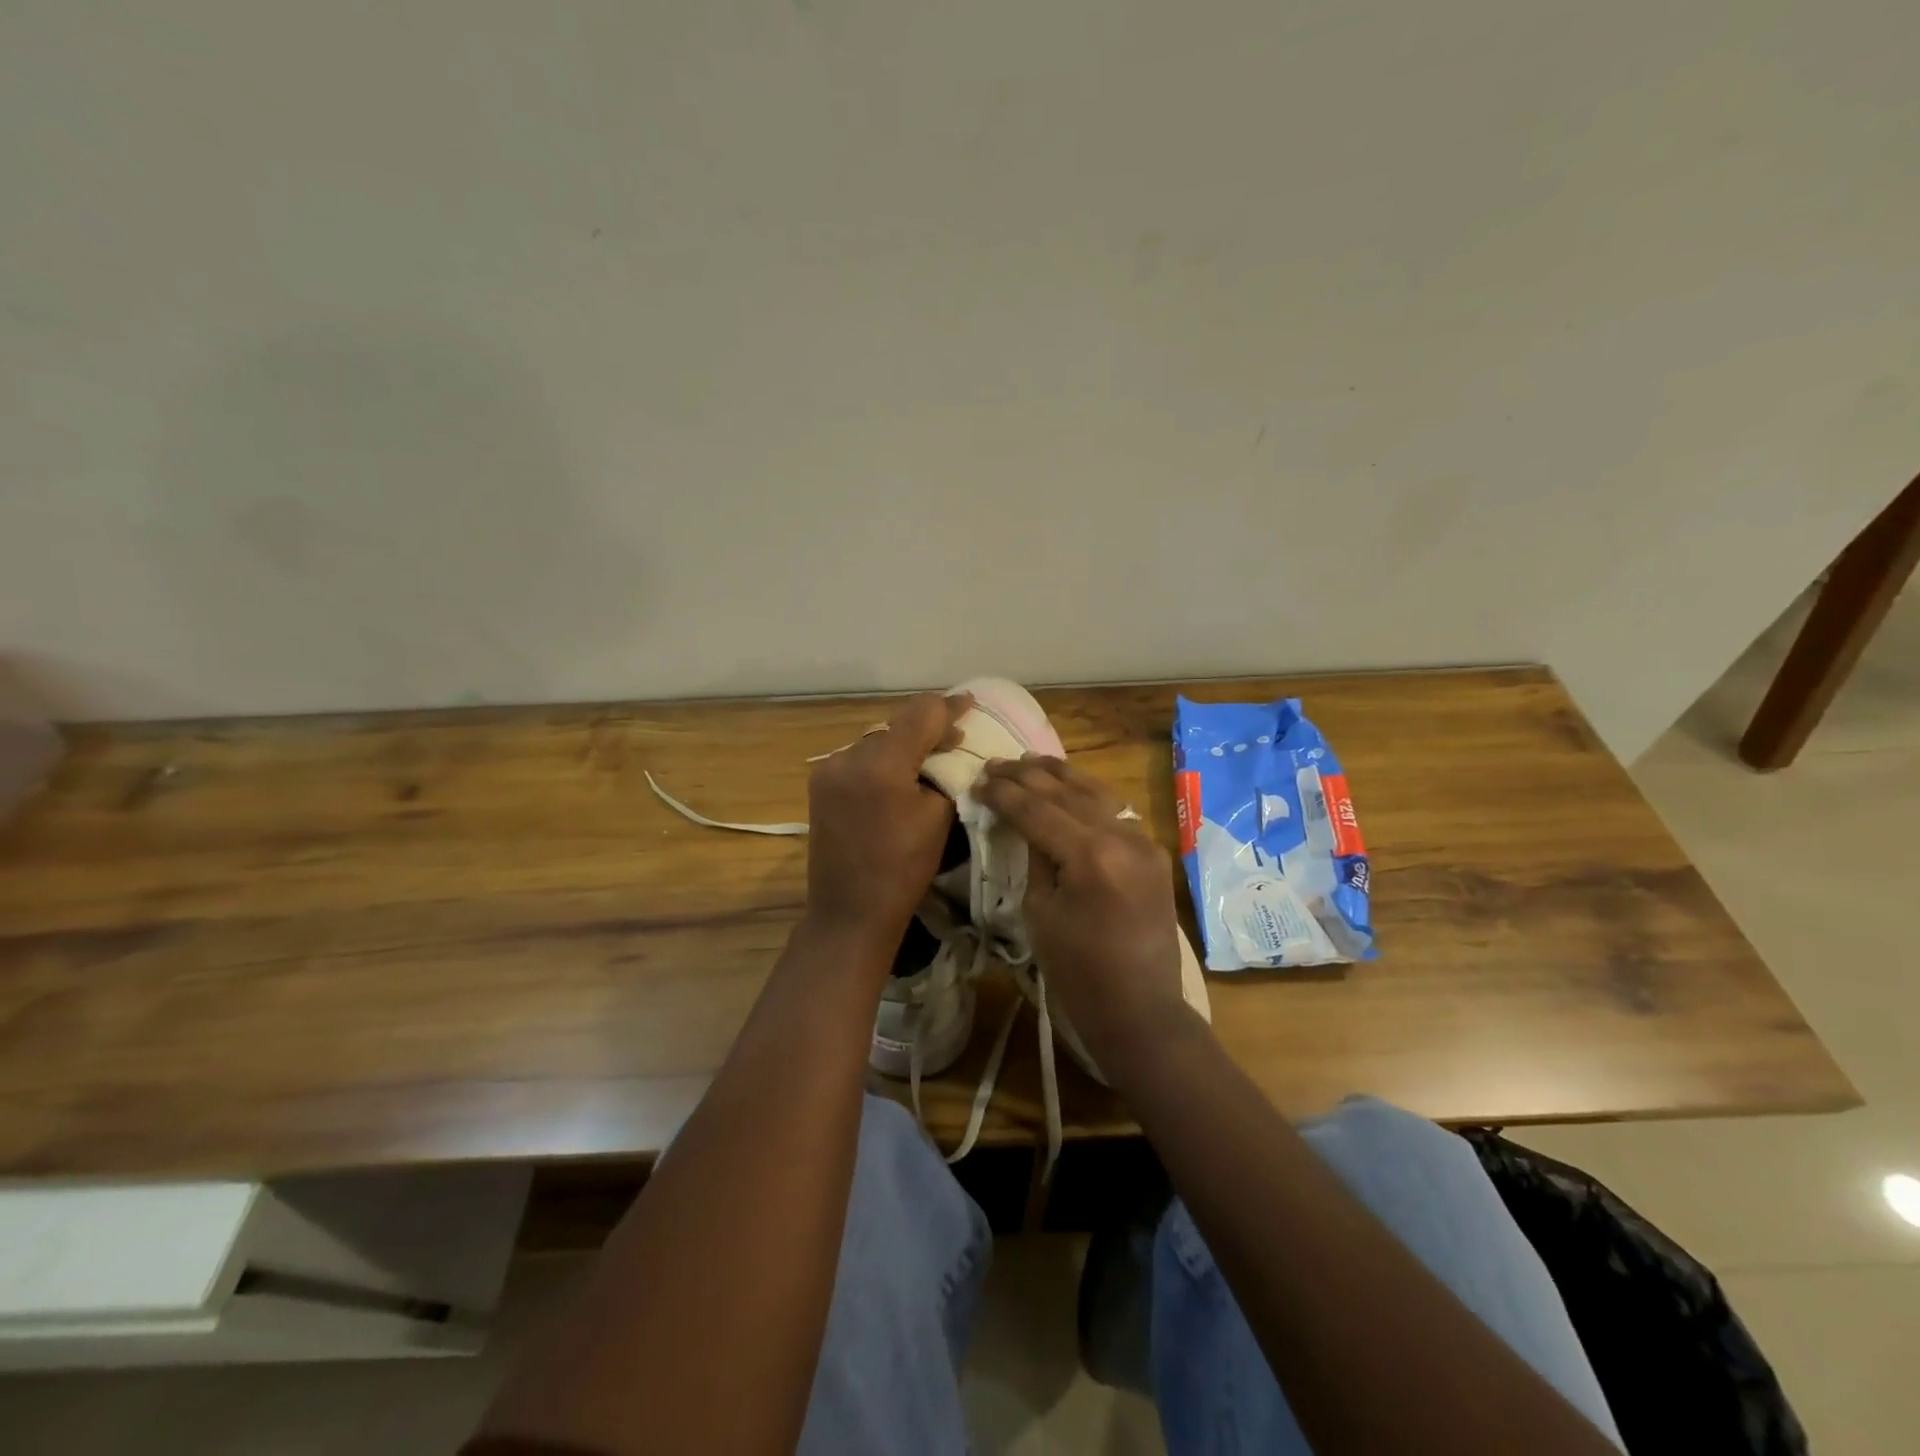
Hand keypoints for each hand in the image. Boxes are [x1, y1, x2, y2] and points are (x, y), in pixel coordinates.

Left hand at [802, 692, 968, 962]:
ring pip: (878, 739)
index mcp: (881, 764)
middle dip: (928, 727)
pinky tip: (899, 773)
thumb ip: (946, 771)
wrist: (850, 911)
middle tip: (957, 737)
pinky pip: (860, 757)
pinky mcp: (820, 783)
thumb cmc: (904, 869)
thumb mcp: (938, 816)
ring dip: (904, 743)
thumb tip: (951, 747)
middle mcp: (849, 756)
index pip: (922, 714)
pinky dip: (883, 759)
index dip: (950, 707)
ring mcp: (829, 768)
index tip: (971, 704)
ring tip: (929, 757)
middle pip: (897, 724)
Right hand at [975, 757, 1191, 1070]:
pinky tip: (1066, 786)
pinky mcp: (1152, 852)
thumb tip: (1025, 823)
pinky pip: (1114, 812)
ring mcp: (1143, 841)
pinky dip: (1086, 795)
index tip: (978, 780)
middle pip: (1066, 792)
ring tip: (1028, 760)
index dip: (1004, 793)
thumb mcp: (1040, 912)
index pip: (1036, 809)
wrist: (1139, 1009)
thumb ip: (1035, 857)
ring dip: (1060, 775)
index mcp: (1090, 854)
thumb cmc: (1077, 973)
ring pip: (1095, 792)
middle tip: (996, 765)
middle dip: (1027, 776)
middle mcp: (1122, 836)